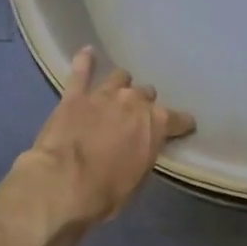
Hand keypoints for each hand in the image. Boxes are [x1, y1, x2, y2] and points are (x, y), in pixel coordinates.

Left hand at [14, 47, 195, 226]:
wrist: (63, 185)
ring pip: (119, 78)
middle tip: (137, 118)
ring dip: (121, 85)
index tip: (183, 128)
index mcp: (155, 123)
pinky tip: (87, 53)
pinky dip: (85, 61)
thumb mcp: (138, 178)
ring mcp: (103, 94)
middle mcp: (133, 101)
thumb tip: (143, 146)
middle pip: (146, 95)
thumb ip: (145, 153)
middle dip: (144, 105)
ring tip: (117, 93)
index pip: (179, 119)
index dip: (181, 124)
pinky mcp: (74, 96)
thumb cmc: (107, 192)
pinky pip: (81, 71)